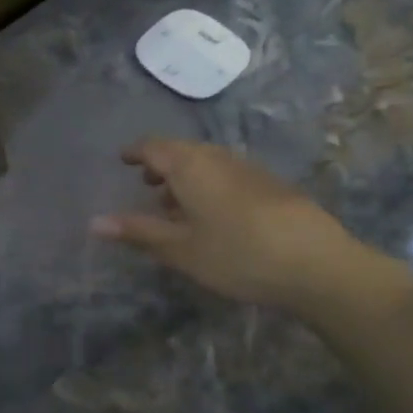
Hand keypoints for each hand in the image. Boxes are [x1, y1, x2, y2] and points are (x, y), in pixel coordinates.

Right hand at [90, 138, 406, 320]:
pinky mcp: (271, 185)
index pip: (154, 146)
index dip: (135, 152)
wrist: (318, 265)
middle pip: (182, 151)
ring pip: (207, 163)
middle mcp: (218, 158)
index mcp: (191, 166)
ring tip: (174, 204)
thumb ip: (138, 232)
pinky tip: (213, 216)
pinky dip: (209, 186)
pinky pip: (227, 174)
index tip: (122, 160)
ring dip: (186, 177)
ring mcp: (248, 169)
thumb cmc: (237, 255)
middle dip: (160, 164)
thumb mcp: (180, 249)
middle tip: (145, 184)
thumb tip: (94, 222)